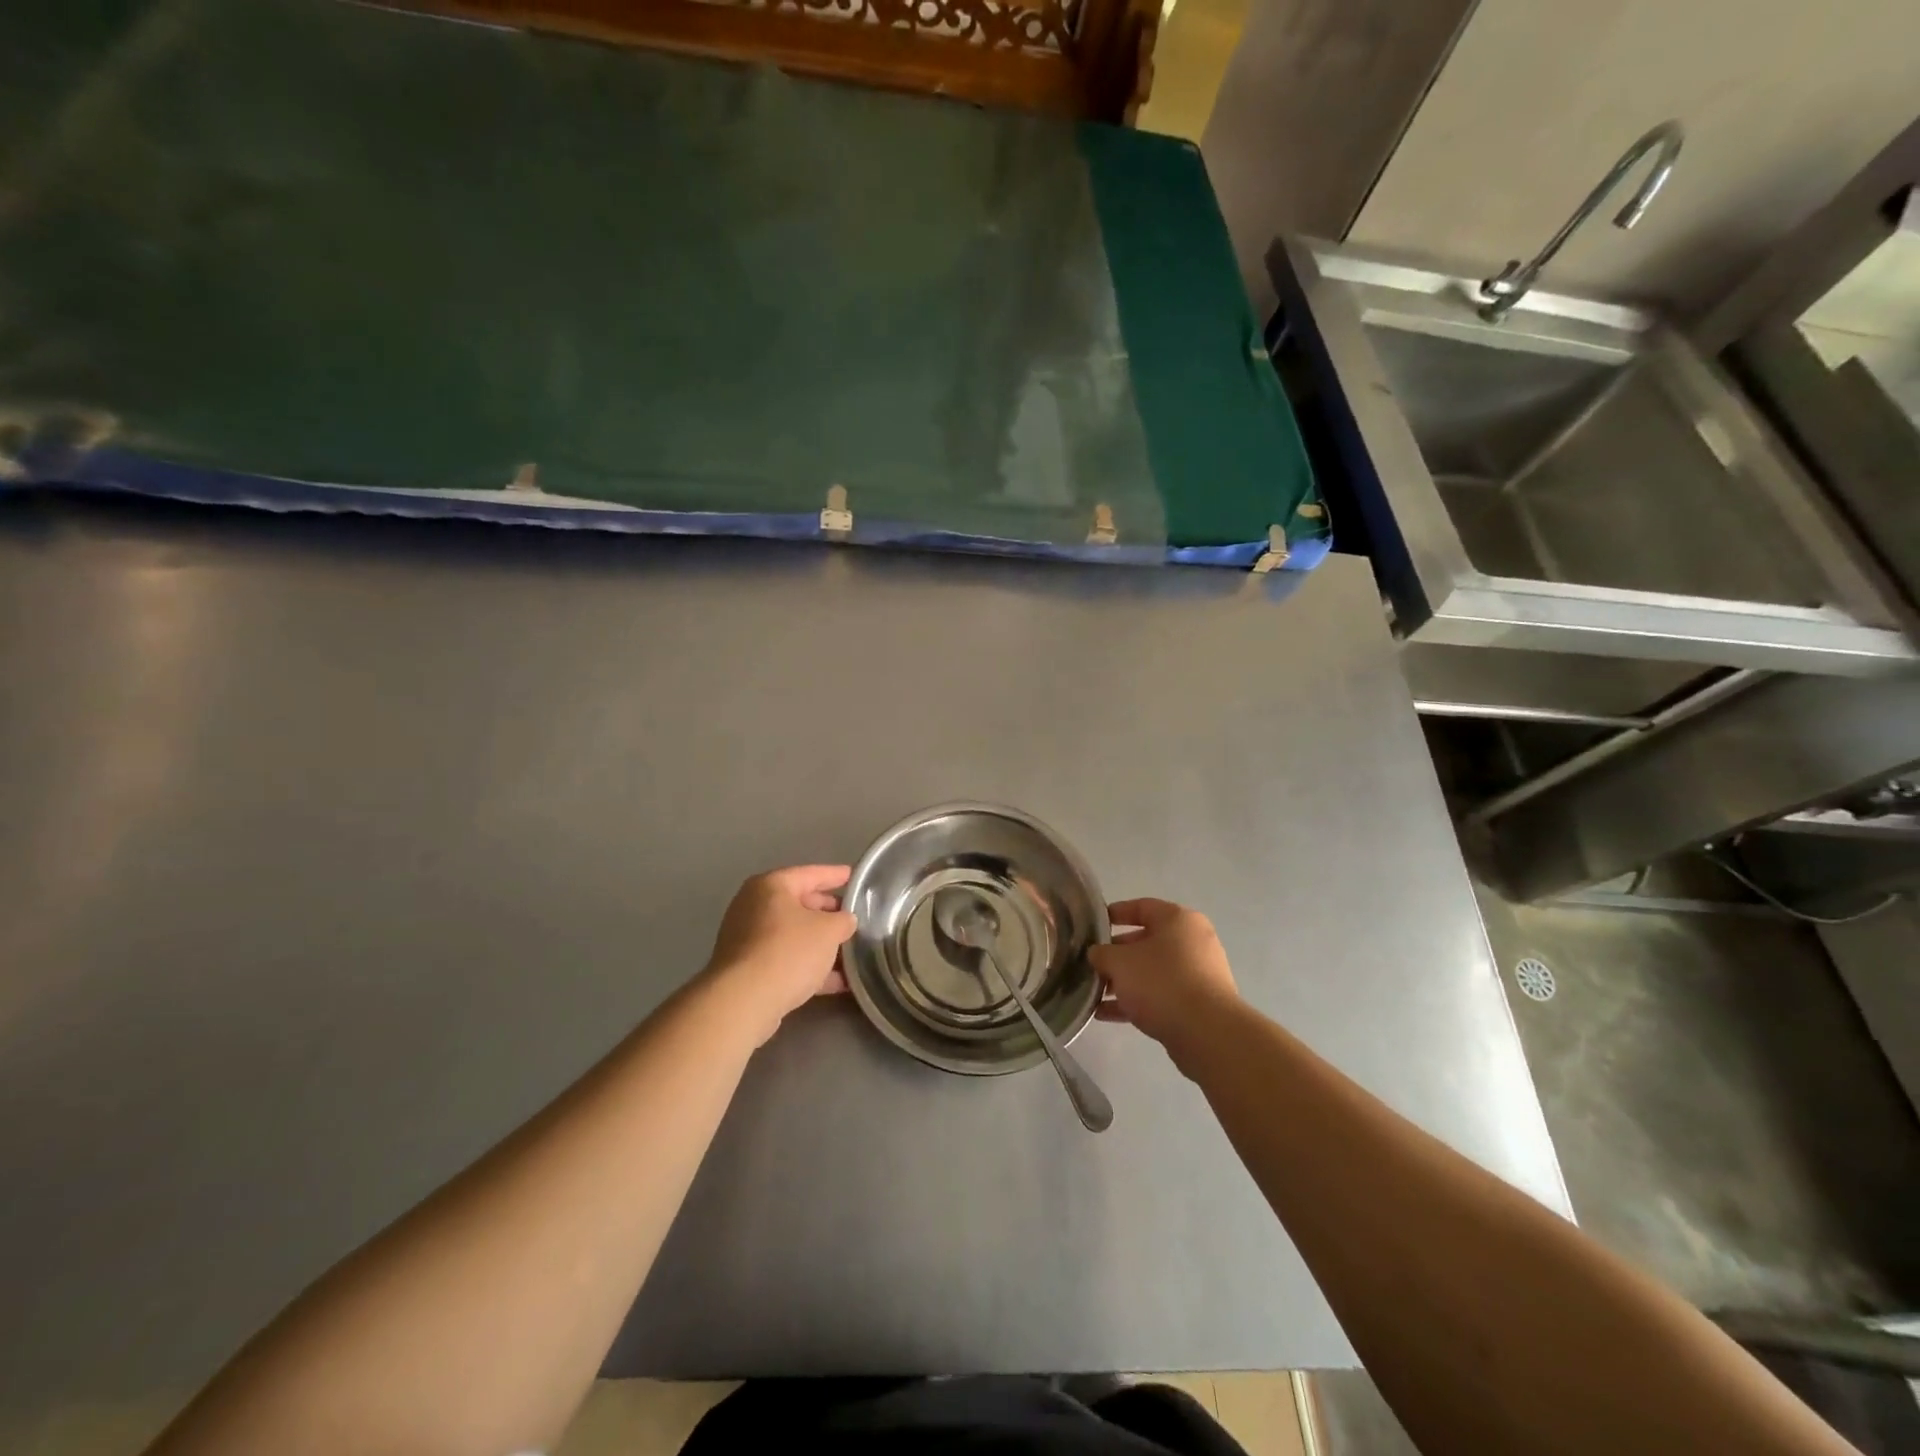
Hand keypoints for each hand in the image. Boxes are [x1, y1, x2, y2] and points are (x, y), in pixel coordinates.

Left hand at [705, 865, 856, 1044]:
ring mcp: (747, 939)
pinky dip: (809, 966)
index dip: (836, 875)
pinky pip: (785, 960)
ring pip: (793, 935)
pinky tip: (837, 981)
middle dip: (829, 914)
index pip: (811, 874)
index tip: (854, 877)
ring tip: (851, 953)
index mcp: (771, 886)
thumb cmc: (788, 951)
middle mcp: (754, 907)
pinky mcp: (747, 970)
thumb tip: (845, 921)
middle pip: (800, 904)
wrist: (744, 1001)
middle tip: (853, 918)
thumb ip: (843, 921)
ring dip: (821, 945)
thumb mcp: (829, 930)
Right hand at [1088, 898, 1239, 1074]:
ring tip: (1095, 993)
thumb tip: (1097, 954)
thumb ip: (1102, 954)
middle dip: (1116, 955)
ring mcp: (1198, 974)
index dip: (1115, 913)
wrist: (1207, 1033)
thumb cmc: (1161, 982)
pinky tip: (1105, 1014)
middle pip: (1145, 941)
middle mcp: (1192, 942)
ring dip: (1123, 981)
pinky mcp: (1198, 1004)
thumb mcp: (1120, 962)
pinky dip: (1136, 1001)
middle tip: (1092, 965)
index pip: (1142, 907)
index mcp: (1178, 920)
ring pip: (1152, 971)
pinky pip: (1161, 995)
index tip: (1093, 925)